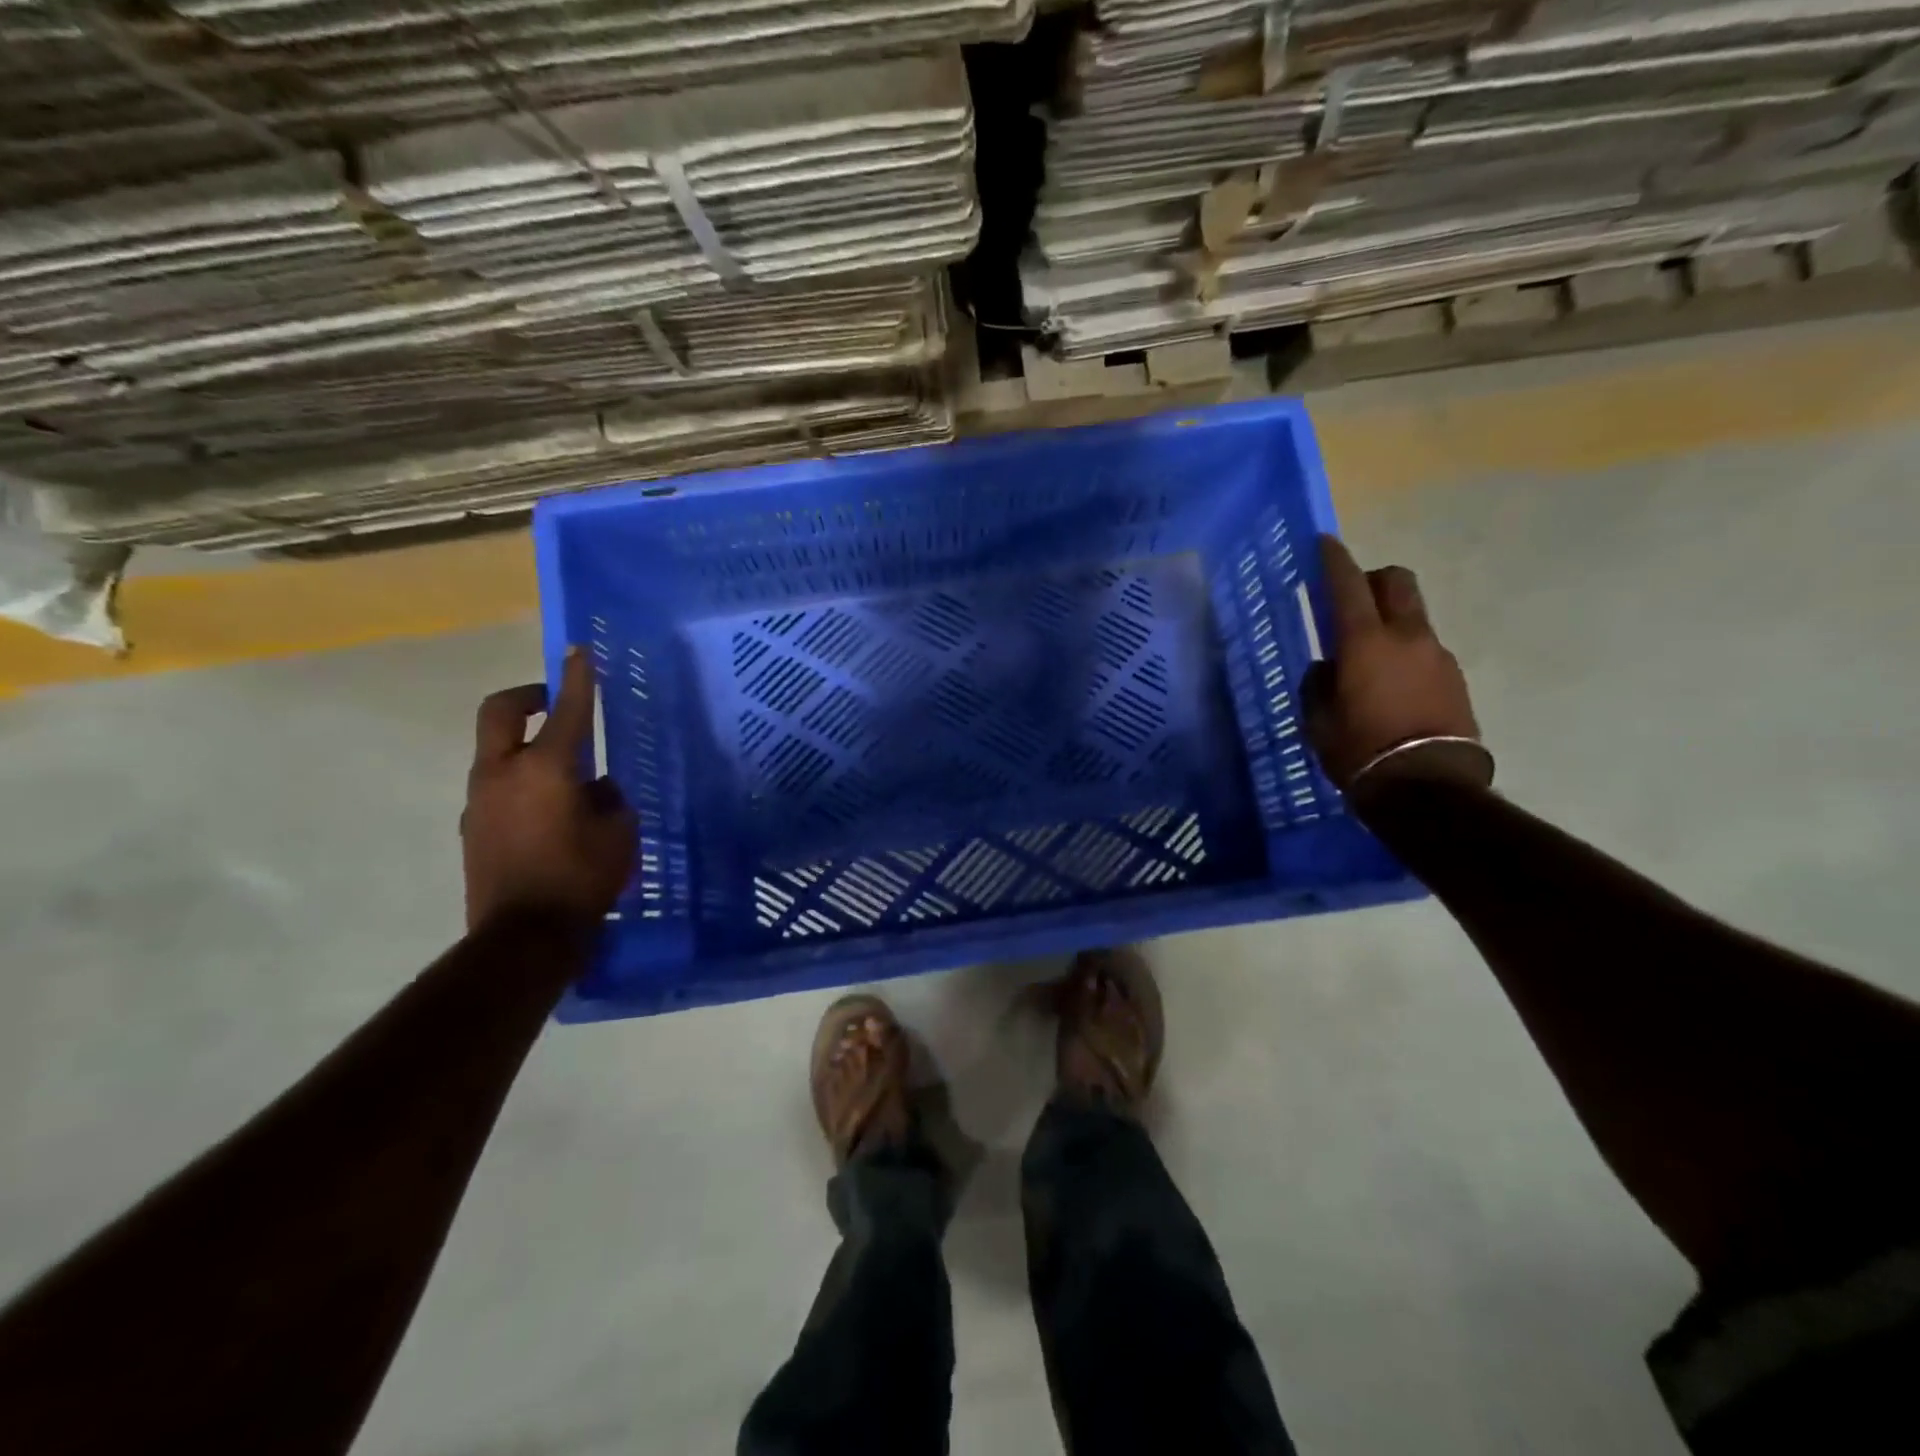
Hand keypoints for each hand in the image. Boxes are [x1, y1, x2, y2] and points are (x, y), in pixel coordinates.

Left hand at [462, 649, 636, 929]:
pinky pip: (497, 788)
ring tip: (564, 774)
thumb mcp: (619, 834)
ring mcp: (480, 801)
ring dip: (525, 746)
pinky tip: (548, 813)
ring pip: (496, 752)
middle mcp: (504, 774)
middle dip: (527, 697)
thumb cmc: (581, 878)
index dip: (576, 677)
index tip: (579, 651)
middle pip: (500, 712)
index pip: (565, 710)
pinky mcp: (473, 829)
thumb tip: (598, 787)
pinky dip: (520, 783)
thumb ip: (610, 800)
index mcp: (546, 769)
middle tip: (553, 702)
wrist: (523, 937)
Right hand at [1304, 536, 1487, 796]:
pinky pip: (1425, 649)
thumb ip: (1318, 683)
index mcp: (1365, 642)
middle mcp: (1407, 636)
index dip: (1334, 559)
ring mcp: (1438, 655)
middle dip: (1373, 579)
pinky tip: (1391, 688)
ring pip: (1412, 617)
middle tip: (1351, 599)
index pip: (1348, 584)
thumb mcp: (1318, 720)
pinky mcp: (1456, 678)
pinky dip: (1405, 653)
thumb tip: (1327, 666)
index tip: (1324, 542)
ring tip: (1368, 661)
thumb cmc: (1359, 751)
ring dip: (1390, 622)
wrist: (1428, 789)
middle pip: (1397, 582)